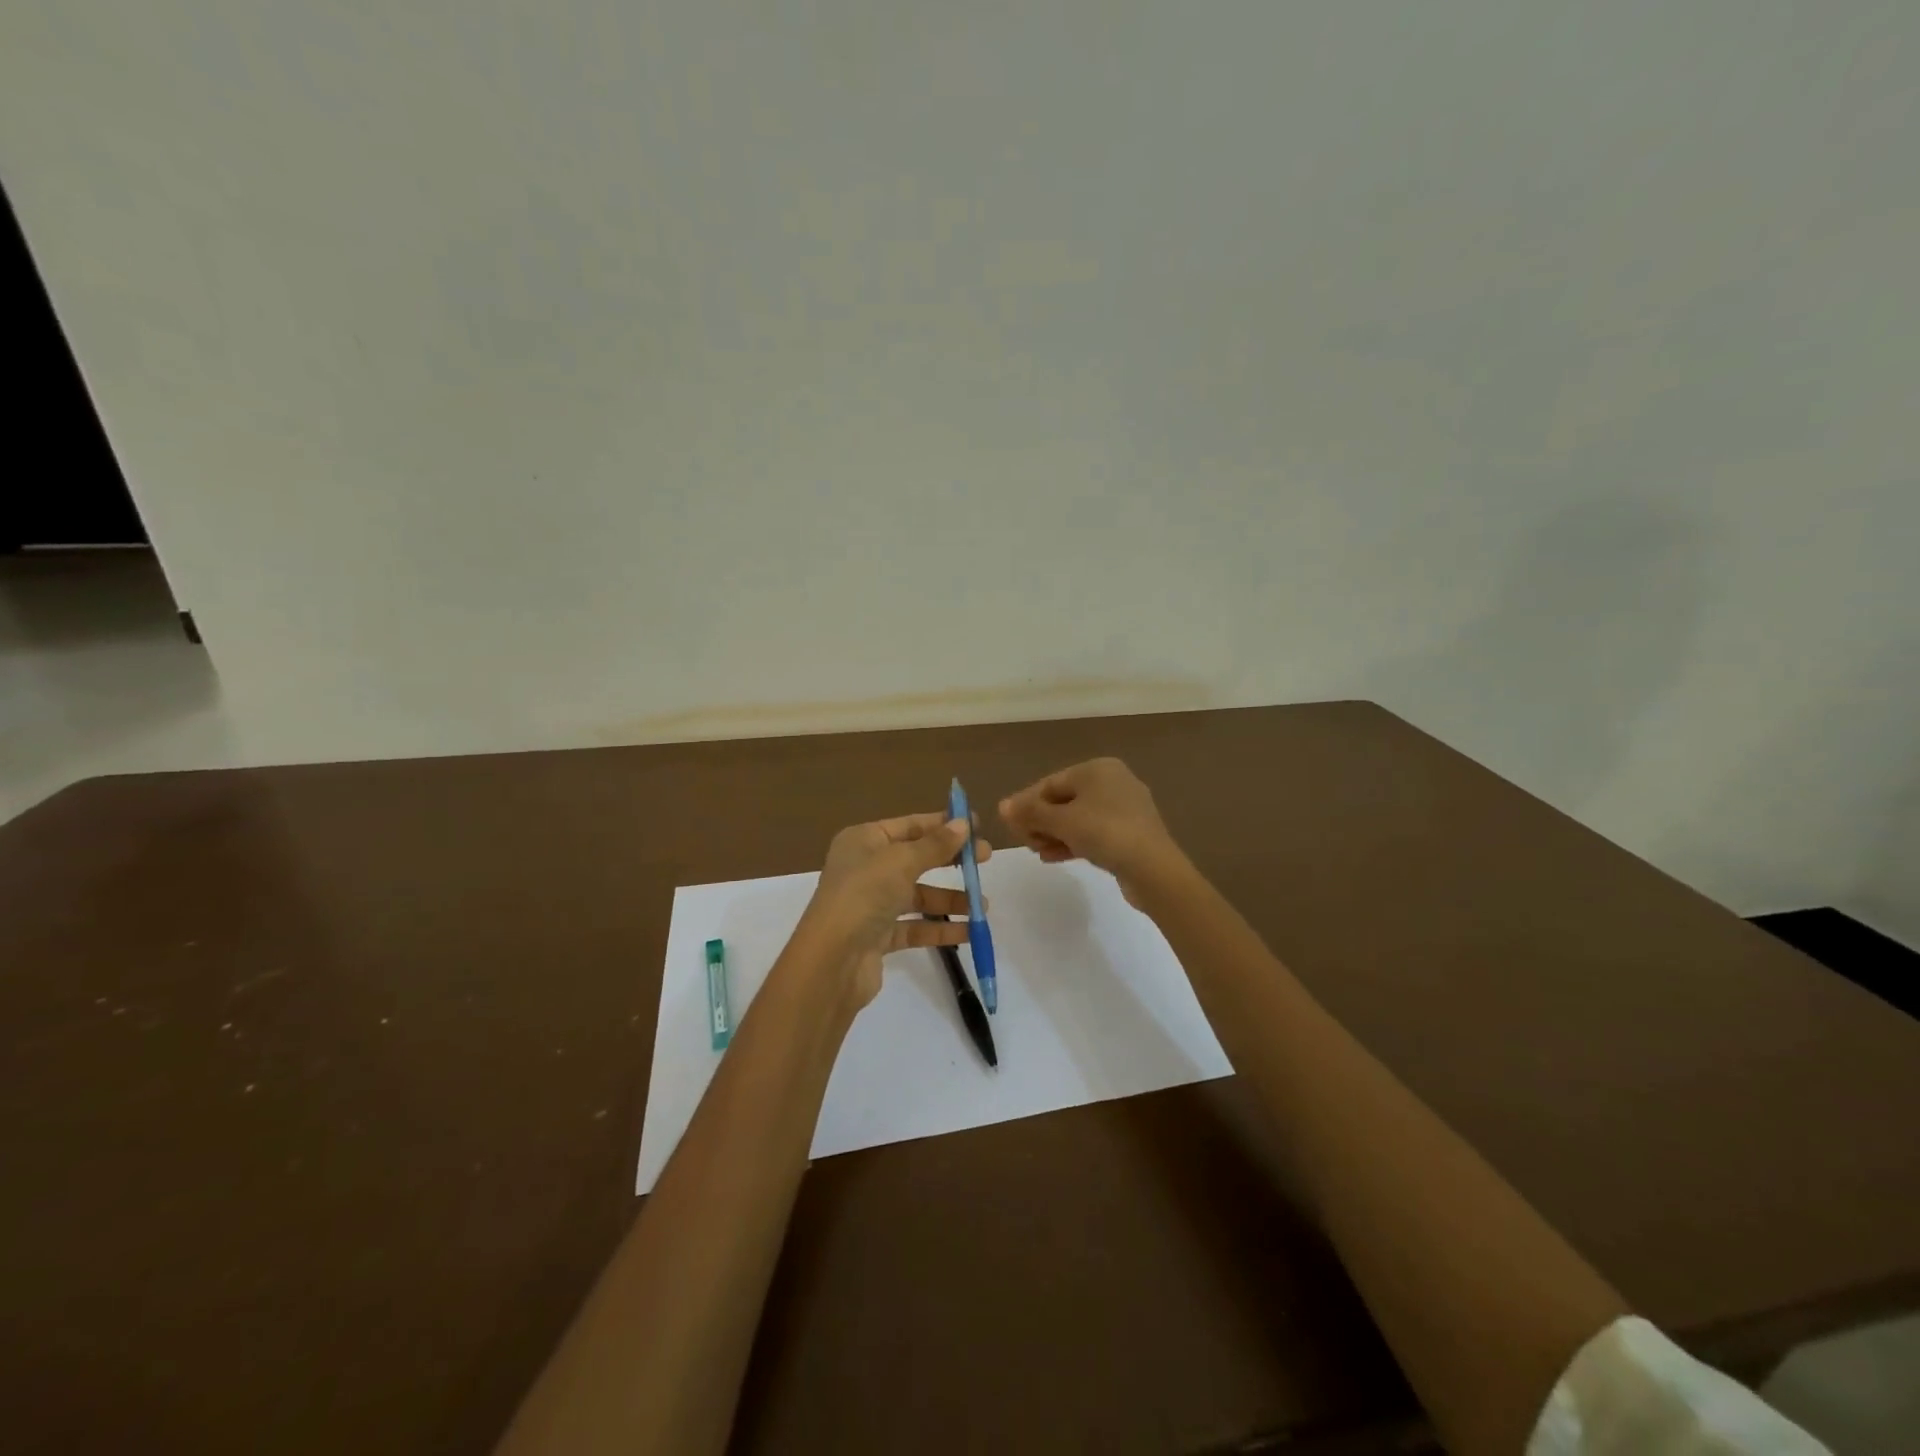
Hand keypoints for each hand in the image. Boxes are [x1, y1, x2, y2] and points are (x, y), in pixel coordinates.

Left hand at [793, 812, 990, 1009]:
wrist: (832, 960)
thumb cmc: (864, 895)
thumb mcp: (901, 861)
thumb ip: (935, 845)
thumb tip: (963, 824)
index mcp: (863, 840)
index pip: (909, 825)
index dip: (942, 824)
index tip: (976, 825)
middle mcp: (865, 868)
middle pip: (915, 858)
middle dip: (951, 860)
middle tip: (986, 859)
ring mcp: (871, 903)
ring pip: (918, 895)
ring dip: (950, 899)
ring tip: (984, 905)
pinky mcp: (878, 936)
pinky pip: (915, 926)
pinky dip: (940, 928)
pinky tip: (969, 931)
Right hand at [998, 758, 1177, 905]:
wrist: (1153, 868)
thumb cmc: (1104, 832)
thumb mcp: (1061, 821)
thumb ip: (1030, 812)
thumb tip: (1002, 806)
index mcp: (1098, 769)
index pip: (1051, 783)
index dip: (1026, 803)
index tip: (1009, 824)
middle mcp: (1113, 781)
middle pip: (1064, 800)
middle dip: (1040, 820)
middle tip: (1024, 840)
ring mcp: (1125, 808)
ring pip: (1079, 818)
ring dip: (1054, 833)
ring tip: (1036, 851)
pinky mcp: (1131, 833)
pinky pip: (1094, 832)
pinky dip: (1073, 841)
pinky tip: (1054, 857)